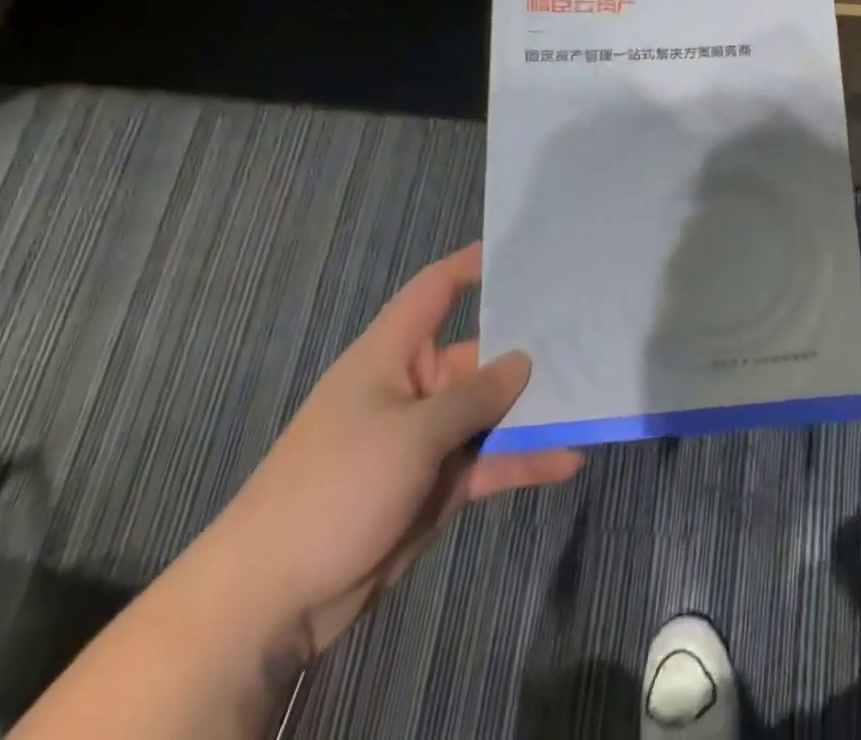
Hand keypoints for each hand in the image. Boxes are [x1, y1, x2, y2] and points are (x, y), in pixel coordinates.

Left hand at [205, 242, 581, 662]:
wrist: (268, 606)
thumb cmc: (334, 490)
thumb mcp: (412, 434)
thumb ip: (476, 395)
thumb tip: (524, 362)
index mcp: (393, 356)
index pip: (435, 290)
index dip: (474, 265)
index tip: (526, 253)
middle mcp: (415, 388)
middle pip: (483, 354)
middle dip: (531, 349)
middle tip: (591, 333)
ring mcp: (428, 438)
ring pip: (494, 411)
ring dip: (537, 410)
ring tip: (592, 398)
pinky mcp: (438, 483)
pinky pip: (491, 459)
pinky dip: (526, 459)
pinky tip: (569, 459)